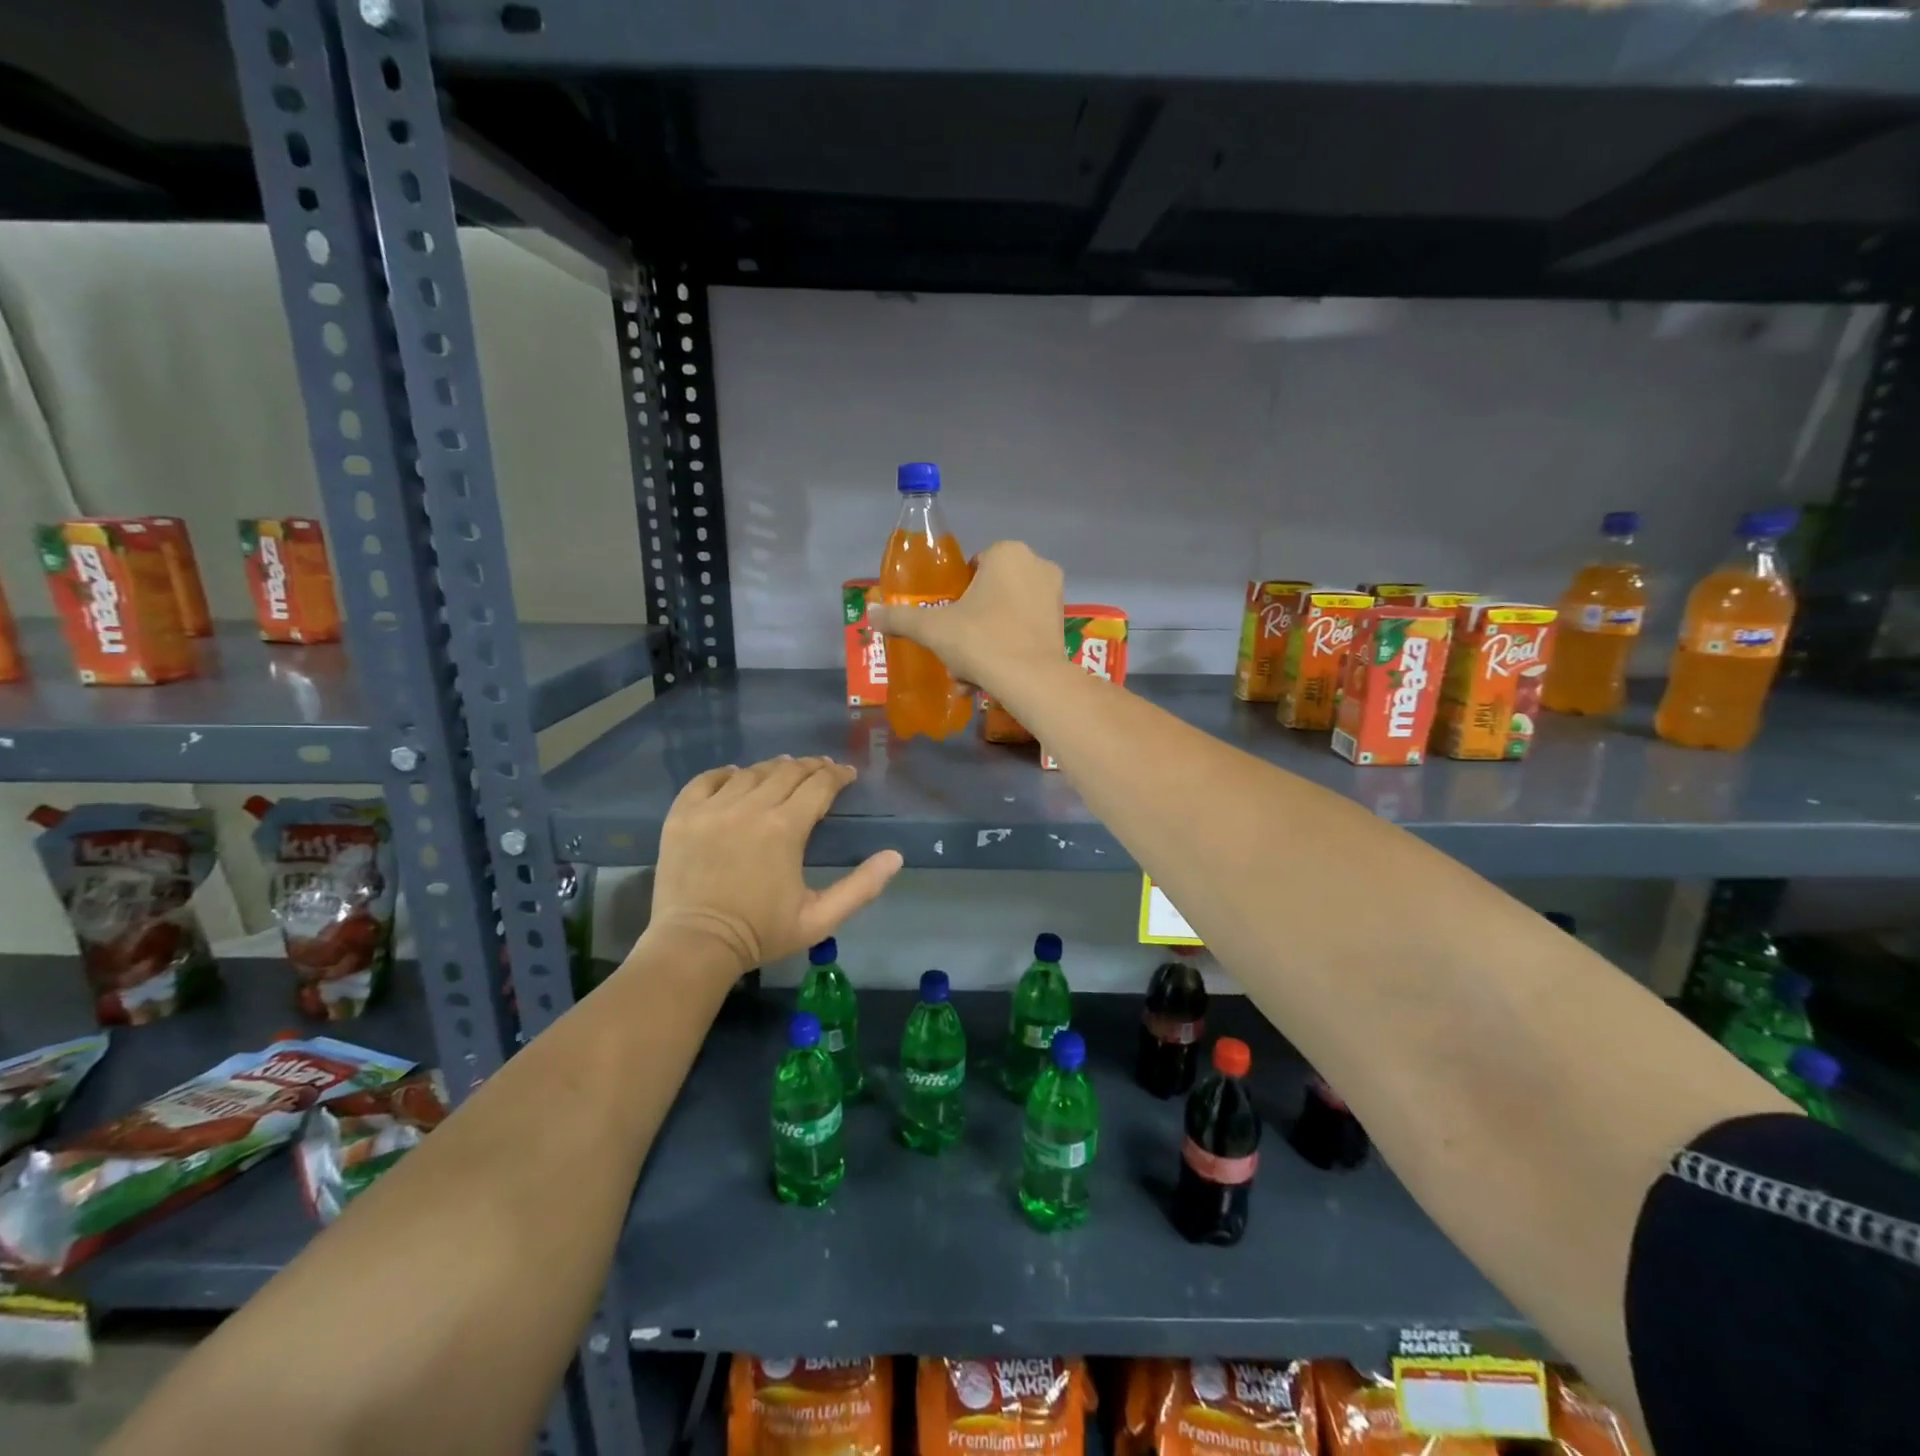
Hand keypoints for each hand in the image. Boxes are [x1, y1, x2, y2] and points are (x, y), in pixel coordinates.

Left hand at [648, 757, 902, 975]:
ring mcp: (712, 809)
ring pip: (750, 772)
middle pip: (787, 771)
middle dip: (811, 767)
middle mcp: (749, 808)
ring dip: (773, 768)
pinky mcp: (682, 816)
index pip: (819, 785)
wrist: (696, 946)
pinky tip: (736, 776)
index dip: (837, 775)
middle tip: (822, 770)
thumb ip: (861, 887)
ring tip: (784, 770)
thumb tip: (894, 856)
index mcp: (785, 828)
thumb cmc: (761, 934)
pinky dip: (725, 773)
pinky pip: (706, 780)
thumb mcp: (821, 919)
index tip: (847, 775)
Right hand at [867, 541, 1065, 697]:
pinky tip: (988, 681)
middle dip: (968, 627)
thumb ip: (900, 618)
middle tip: (954, 654)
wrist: (1032, 681)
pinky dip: (1006, 651)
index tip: (946, 623)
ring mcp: (1053, 595)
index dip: (956, 596)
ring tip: (967, 677)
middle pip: (988, 595)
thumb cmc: (981, 640)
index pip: (972, 568)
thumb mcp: (932, 629)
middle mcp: (1036, 565)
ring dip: (983, 645)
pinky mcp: (1062, 625)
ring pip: (1005, 617)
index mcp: (1007, 553)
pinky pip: (1024, 632)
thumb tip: (869, 613)